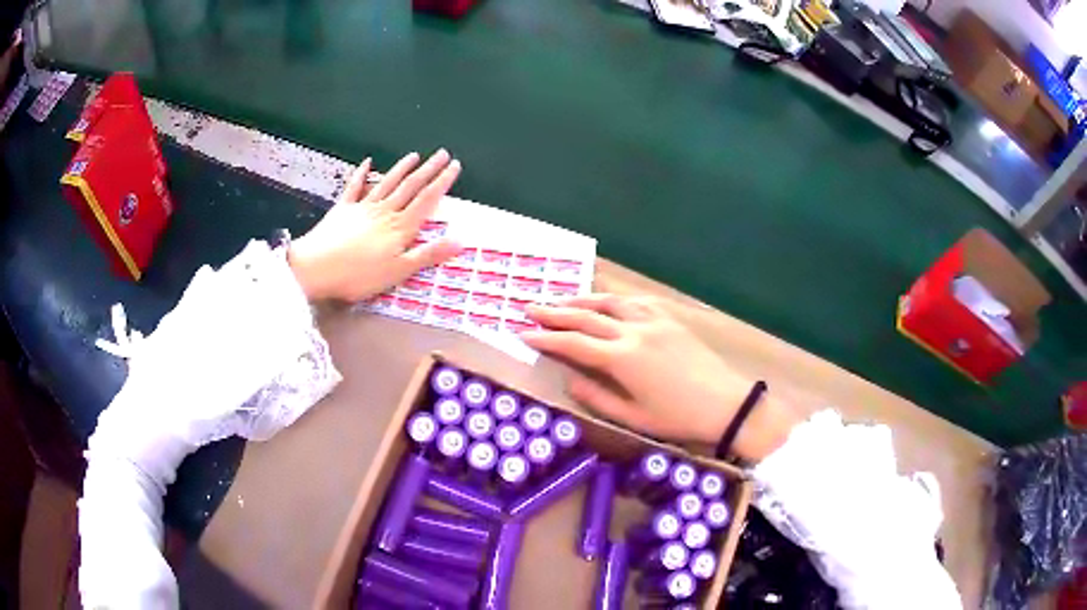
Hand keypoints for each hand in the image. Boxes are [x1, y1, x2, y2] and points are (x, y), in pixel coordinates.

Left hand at [288, 150, 462, 300]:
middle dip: (428, 169)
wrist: (317, 267)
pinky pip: (355, 187)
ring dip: (402, 168)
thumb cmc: (359, 275)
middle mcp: (385, 211)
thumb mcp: (398, 270)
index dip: (442, 182)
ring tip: (414, 155)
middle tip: (442, 153)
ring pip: (387, 183)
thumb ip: (428, 254)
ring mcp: (363, 208)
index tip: (454, 166)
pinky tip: (368, 162)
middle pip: (410, 186)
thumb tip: (461, 241)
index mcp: (400, 227)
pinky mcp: (343, 209)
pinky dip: (362, 174)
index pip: (426, 200)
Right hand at [522, 294, 796, 459]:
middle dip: (553, 312)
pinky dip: (614, 299)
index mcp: (622, 359)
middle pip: (586, 316)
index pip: (573, 343)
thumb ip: (596, 397)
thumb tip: (568, 381)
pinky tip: (606, 300)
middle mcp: (634, 331)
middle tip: (528, 307)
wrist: (725, 403)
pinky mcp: (669, 318)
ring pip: (609, 302)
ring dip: (581, 300)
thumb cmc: (678, 418)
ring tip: (560, 301)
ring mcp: (653, 320)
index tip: (522, 334)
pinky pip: (635, 301)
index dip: (545, 338)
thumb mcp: (633, 417)